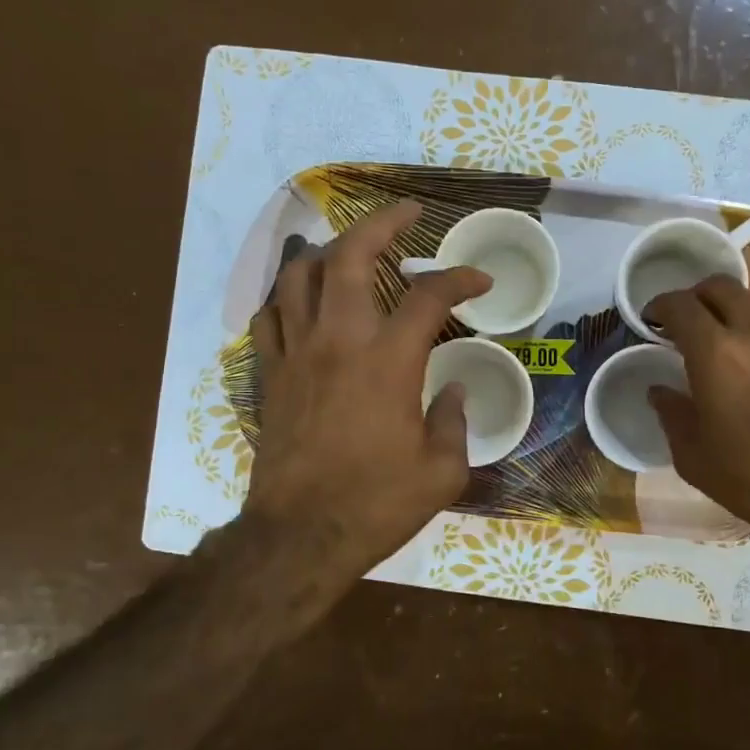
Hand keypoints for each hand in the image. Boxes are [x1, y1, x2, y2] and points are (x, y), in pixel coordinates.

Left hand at [244, 199, 490, 580]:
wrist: (300, 536)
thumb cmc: (376, 504)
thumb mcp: (441, 471)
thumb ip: (453, 422)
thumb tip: (450, 392)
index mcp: (388, 361)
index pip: (428, 297)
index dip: (459, 279)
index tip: (479, 281)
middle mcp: (339, 341)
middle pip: (351, 257)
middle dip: (382, 224)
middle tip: (407, 213)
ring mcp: (297, 354)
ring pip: (300, 276)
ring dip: (329, 252)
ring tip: (351, 250)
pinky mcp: (271, 375)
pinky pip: (270, 317)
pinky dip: (288, 297)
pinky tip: (304, 302)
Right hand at [645, 276, 749, 568]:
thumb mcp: (696, 459)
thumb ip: (671, 415)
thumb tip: (661, 390)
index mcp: (716, 353)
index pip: (680, 305)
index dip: (660, 306)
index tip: (654, 319)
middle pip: (722, 287)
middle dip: (699, 297)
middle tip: (694, 323)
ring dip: (743, 326)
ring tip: (746, 361)